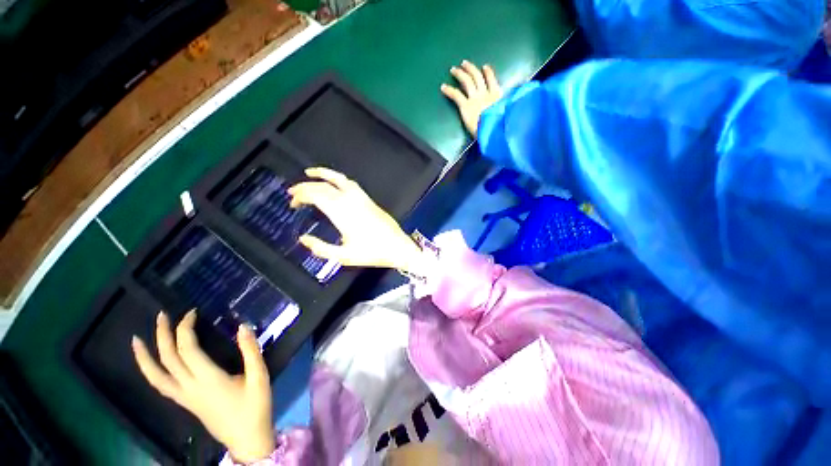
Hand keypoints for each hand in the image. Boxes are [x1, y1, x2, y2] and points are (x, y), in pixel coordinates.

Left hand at [132, 311, 273, 462]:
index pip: (187, 349)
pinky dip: (151, 372)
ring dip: (146, 356)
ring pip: (156, 376)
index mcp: (208, 379)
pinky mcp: (185, 402)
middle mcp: (189, 387)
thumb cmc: (255, 406)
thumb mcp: (260, 376)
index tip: (193, 312)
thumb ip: (251, 351)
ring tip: (136, 340)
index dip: (185, 328)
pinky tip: (153, 364)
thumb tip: (242, 326)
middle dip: (162, 335)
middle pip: (167, 359)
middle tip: (163, 314)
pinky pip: (161, 385)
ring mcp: (184, 397)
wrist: (246, 438)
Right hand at [288, 167, 424, 273]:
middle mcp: (351, 201)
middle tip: (293, 192)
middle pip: (324, 186)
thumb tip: (303, 239)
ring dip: (323, 174)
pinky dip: (339, 179)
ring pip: (339, 179)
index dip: (301, 195)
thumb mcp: (344, 256)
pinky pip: (352, 184)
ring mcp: (362, 199)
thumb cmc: (372, 253)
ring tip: (310, 173)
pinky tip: (335, 183)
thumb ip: (321, 249)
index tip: (293, 202)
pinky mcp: (369, 200)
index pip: (316, 195)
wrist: (398, 247)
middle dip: (305, 186)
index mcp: (342, 213)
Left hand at [441, 60, 502, 136]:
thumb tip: (512, 110)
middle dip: (470, 69)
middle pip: (477, 77)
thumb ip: (507, 109)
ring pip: (467, 82)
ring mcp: (475, 99)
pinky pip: (456, 95)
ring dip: (460, 74)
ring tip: (453, 69)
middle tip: (464, 64)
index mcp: (497, 96)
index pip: (492, 80)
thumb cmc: (502, 125)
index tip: (485, 67)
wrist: (495, 129)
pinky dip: (449, 90)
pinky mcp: (466, 106)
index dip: (488, 73)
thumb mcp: (509, 114)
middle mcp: (485, 94)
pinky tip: (443, 87)